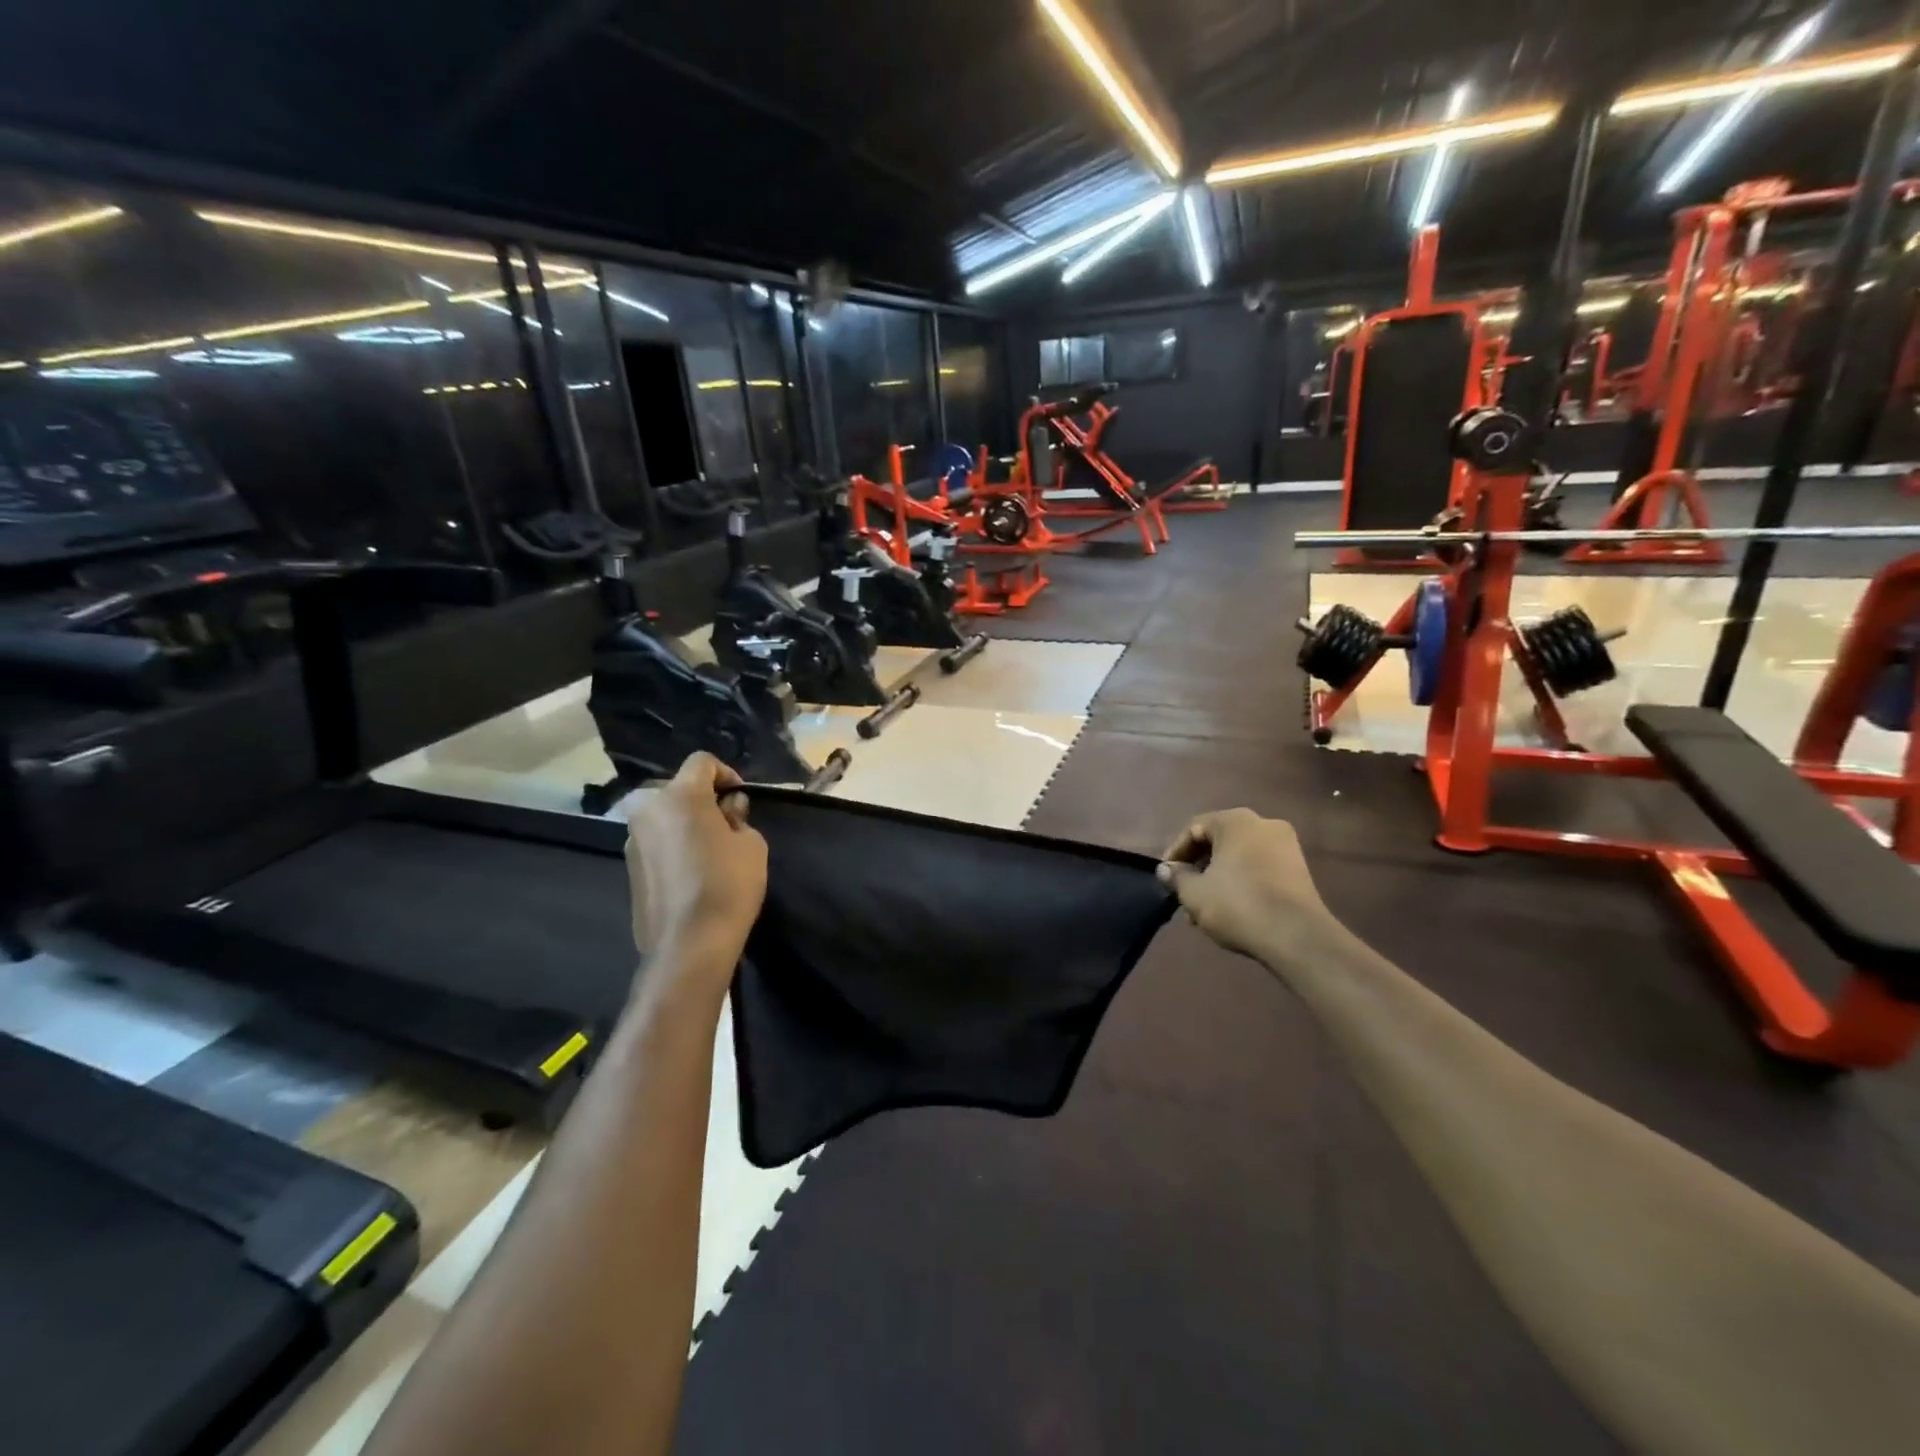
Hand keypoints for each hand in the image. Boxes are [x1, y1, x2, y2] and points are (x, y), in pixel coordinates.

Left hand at [624, 753, 767, 989]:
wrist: (689, 943)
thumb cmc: (728, 884)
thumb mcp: (751, 844)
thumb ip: (739, 817)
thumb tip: (727, 809)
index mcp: (679, 795)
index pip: (701, 762)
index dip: (726, 773)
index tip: (741, 799)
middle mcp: (648, 809)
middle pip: (677, 788)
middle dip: (702, 798)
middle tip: (726, 822)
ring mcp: (632, 839)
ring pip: (663, 815)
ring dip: (684, 822)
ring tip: (709, 848)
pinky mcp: (628, 867)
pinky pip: (655, 841)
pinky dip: (672, 844)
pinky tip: (692, 870)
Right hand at [1156, 809, 1339, 962]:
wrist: (1297, 937)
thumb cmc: (1238, 905)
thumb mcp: (1194, 893)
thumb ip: (1176, 877)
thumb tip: (1166, 870)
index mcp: (1236, 821)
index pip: (1194, 829)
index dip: (1175, 853)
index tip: (1166, 877)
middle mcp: (1263, 824)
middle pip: (1218, 842)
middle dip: (1197, 869)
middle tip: (1184, 895)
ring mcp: (1286, 845)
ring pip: (1238, 857)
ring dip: (1217, 879)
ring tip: (1203, 911)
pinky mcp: (1299, 869)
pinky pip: (1258, 868)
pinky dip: (1240, 882)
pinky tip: (1230, 910)